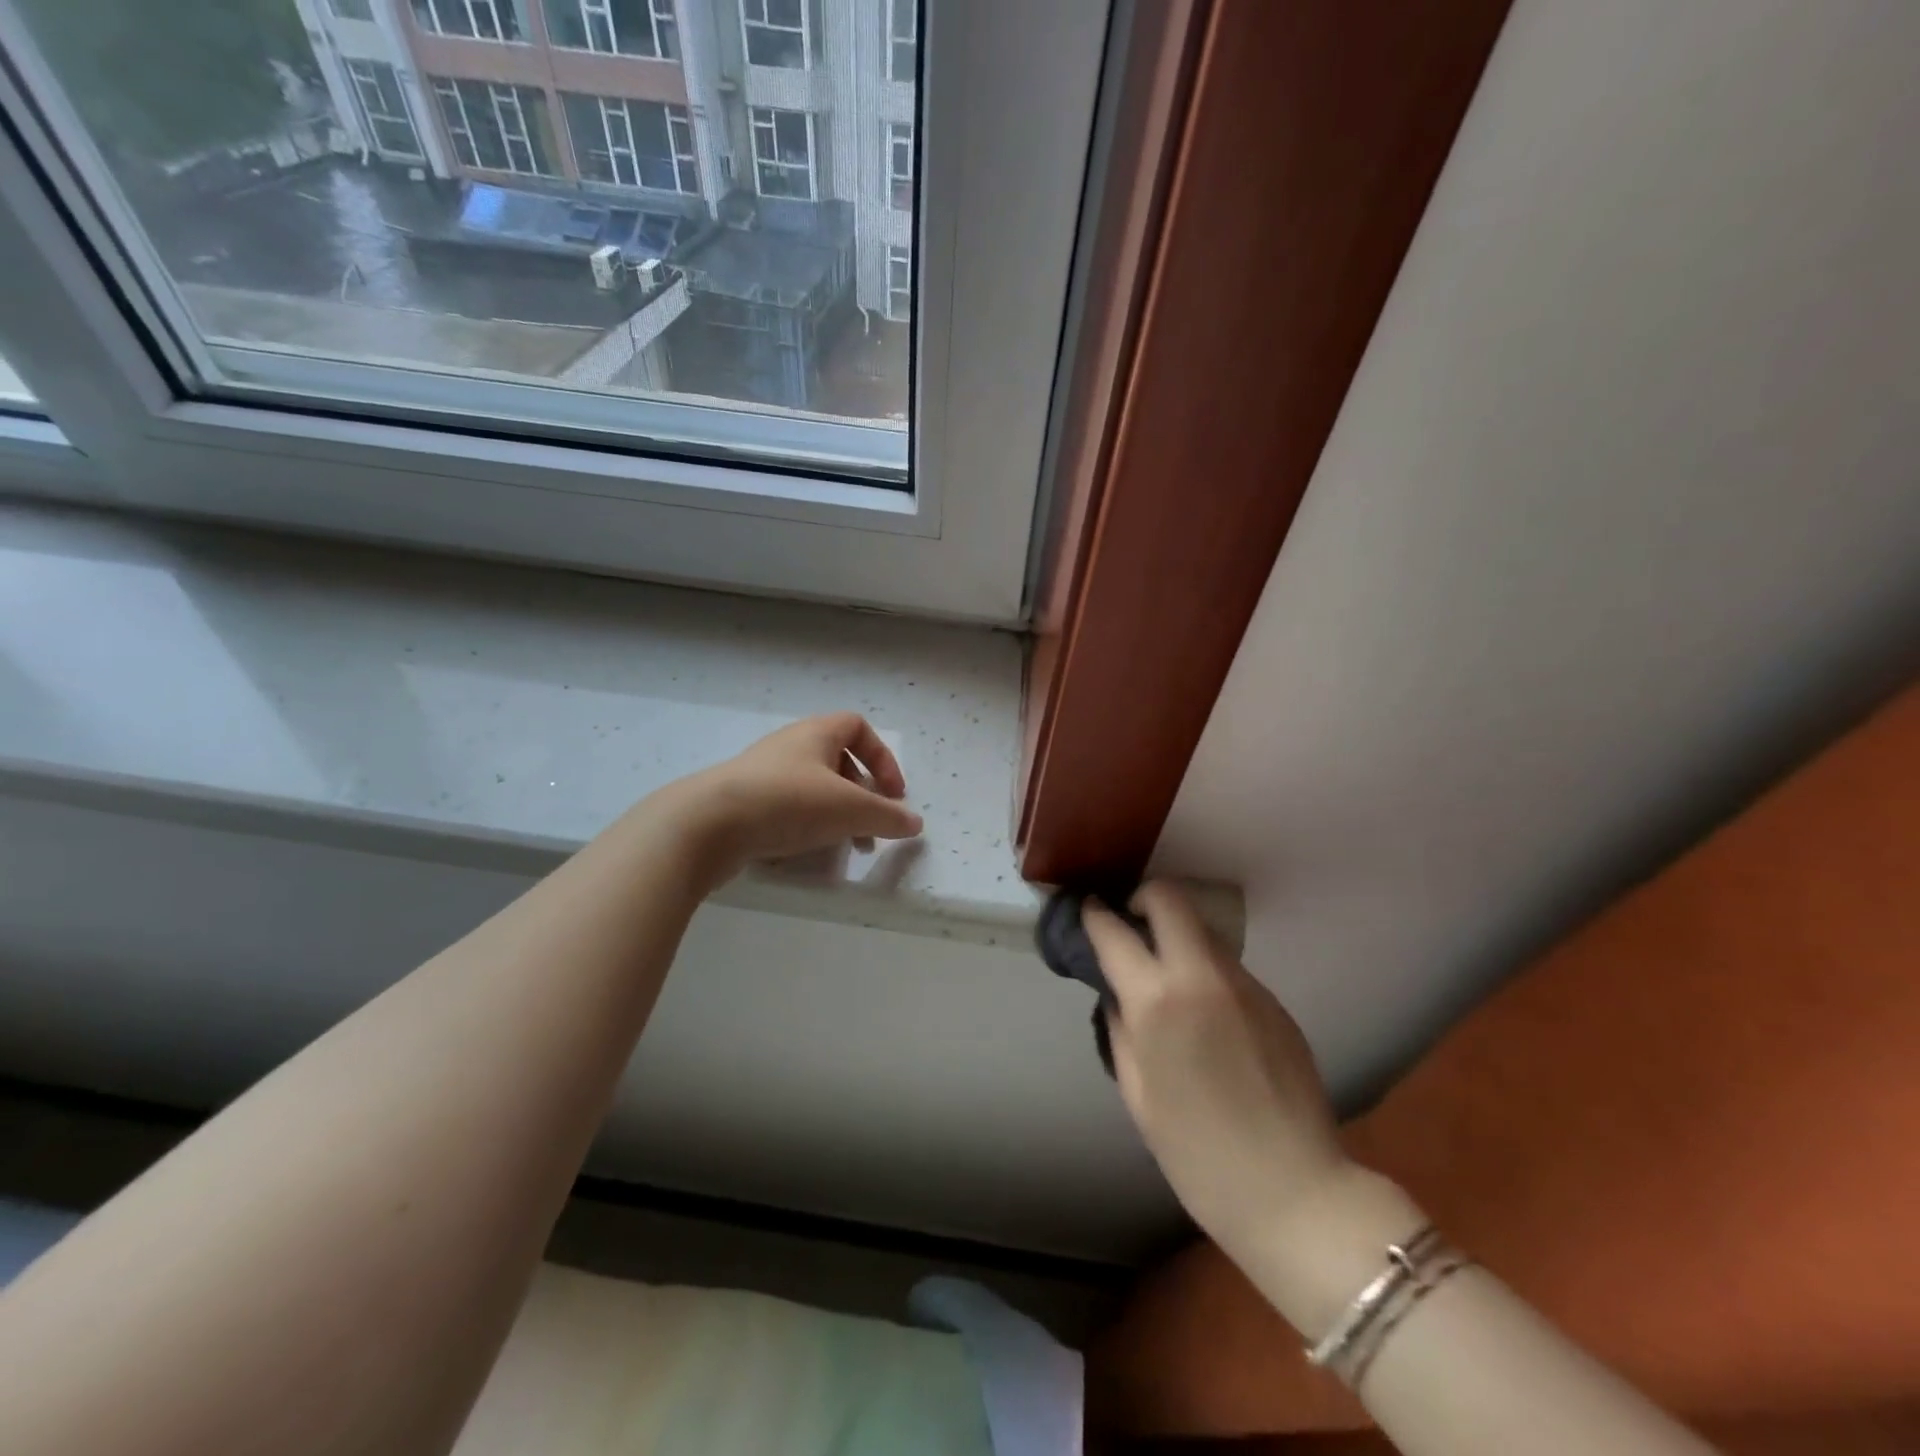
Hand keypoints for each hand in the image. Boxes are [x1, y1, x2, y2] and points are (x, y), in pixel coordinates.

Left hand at [668, 713, 923, 881]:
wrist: (707, 825)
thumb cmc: (788, 803)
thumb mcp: (850, 809)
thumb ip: (887, 816)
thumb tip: (915, 823)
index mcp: (816, 733)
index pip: (858, 728)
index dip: (883, 758)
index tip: (893, 794)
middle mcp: (789, 746)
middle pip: (837, 762)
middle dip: (861, 796)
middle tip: (871, 828)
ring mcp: (762, 774)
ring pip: (812, 789)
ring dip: (835, 815)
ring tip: (843, 848)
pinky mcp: (742, 802)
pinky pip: (784, 809)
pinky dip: (802, 827)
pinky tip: (802, 853)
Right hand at [1084, 883, 1352, 1265]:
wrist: (1294, 1192)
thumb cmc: (1197, 1155)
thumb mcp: (1137, 1094)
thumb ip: (1120, 1030)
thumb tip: (1117, 995)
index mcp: (1158, 1003)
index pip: (1115, 931)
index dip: (1094, 915)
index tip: (1087, 911)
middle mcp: (1202, 977)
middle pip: (1169, 899)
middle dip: (1142, 899)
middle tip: (1130, 926)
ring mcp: (1245, 984)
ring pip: (1202, 930)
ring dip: (1176, 936)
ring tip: (1165, 975)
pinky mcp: (1273, 1000)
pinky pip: (1228, 966)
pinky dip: (1205, 970)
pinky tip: (1205, 1012)